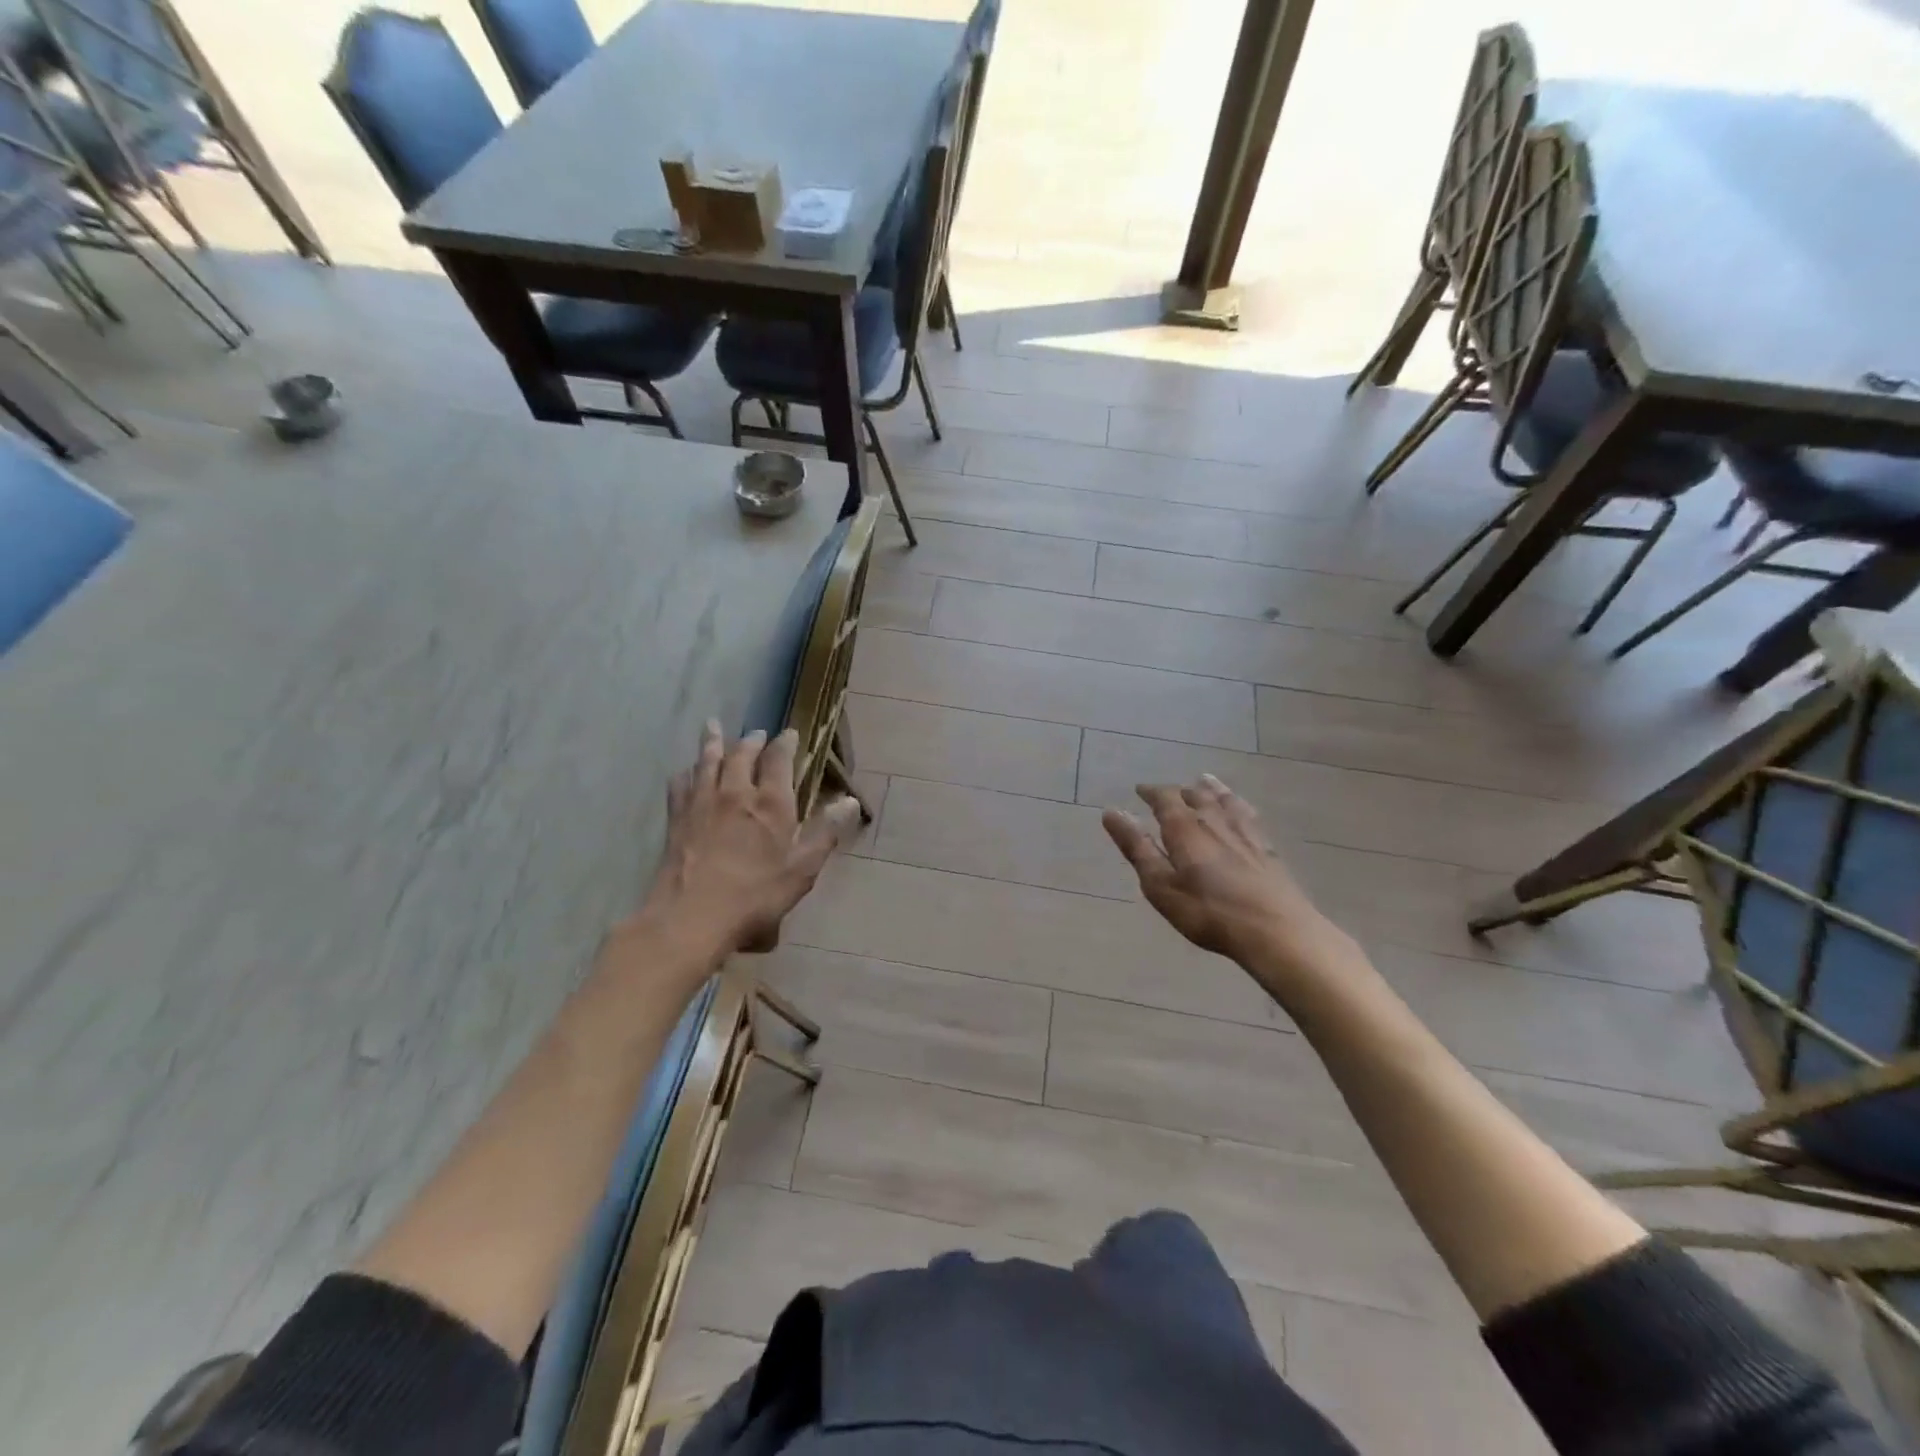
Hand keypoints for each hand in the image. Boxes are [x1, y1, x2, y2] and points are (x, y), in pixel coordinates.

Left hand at [636, 721, 860, 957]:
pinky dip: (686, 772)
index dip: (785, 744)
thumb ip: (825, 832)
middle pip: (742, 755)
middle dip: (751, 741)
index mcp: (771, 803)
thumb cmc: (756, 896)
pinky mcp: (677, 818)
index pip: (779, 760)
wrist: (692, 915)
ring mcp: (702, 803)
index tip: (789, 734)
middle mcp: (736, 793)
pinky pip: (680, 784)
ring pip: (708, 762)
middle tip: (756, 734)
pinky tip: (685, 772)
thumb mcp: (802, 870)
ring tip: (713, 726)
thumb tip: (850, 801)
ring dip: (713, 743)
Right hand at [1103, 775, 1355, 981]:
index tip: (1140, 790)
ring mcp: (1244, 832)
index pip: (1165, 798)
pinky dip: (1237, 803)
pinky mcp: (1267, 847)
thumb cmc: (1207, 911)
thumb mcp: (1160, 884)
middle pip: (1195, 795)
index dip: (1151, 792)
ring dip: (1210, 789)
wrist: (1275, 930)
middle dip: (1179, 791)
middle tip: (1169, 792)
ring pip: (1224, 800)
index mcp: (1185, 828)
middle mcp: (1214, 820)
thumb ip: (1136, 847)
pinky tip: (1240, 809)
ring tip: (1204, 781)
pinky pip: (1247, 813)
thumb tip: (1111, 812)